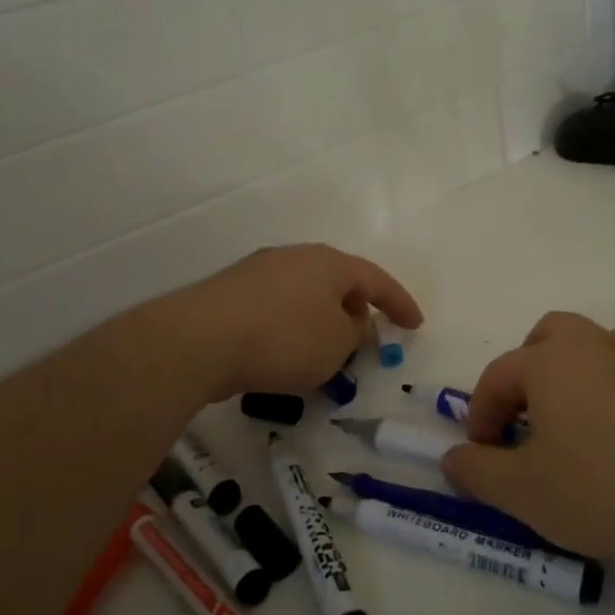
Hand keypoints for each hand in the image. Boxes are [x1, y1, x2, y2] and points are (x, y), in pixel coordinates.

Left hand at [164, 244, 422, 402]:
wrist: (199, 340)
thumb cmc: (283, 339)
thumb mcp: (336, 344)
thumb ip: (354, 332)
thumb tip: (348, 321)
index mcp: (328, 263)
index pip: (376, 279)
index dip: (400, 303)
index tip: (415, 325)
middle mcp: (294, 258)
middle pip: (336, 282)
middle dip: (355, 310)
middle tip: (364, 339)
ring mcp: (257, 273)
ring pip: (303, 296)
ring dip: (320, 322)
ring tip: (322, 354)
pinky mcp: (229, 295)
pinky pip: (275, 310)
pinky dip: (289, 329)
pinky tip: (281, 356)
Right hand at [442, 312, 614, 569]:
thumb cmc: (605, 488)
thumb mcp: (524, 492)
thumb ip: (477, 472)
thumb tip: (452, 458)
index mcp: (554, 359)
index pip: (499, 375)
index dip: (480, 414)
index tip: (481, 455)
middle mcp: (599, 345)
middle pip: (549, 338)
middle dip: (527, 374)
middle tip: (525, 420)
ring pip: (594, 354)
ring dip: (571, 383)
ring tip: (572, 435)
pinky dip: (612, 400)